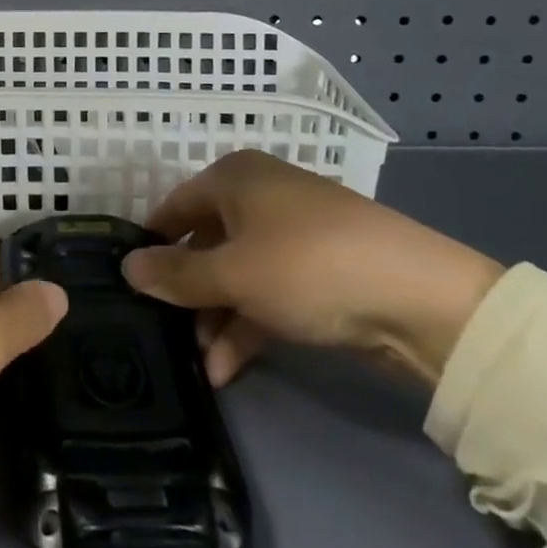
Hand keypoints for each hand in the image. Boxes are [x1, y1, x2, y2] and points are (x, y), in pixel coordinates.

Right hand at [123, 151, 502, 387]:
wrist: (420, 297)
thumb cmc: (307, 266)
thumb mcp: (233, 274)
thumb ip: (176, 275)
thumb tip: (127, 266)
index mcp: (235, 178)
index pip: (175, 207)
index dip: (152, 244)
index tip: (129, 284)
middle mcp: (260, 197)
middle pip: (206, 243)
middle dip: (187, 293)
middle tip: (166, 334)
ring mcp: (292, 235)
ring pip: (237, 273)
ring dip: (217, 317)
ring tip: (202, 365)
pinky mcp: (319, 272)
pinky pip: (268, 292)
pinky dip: (248, 324)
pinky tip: (229, 368)